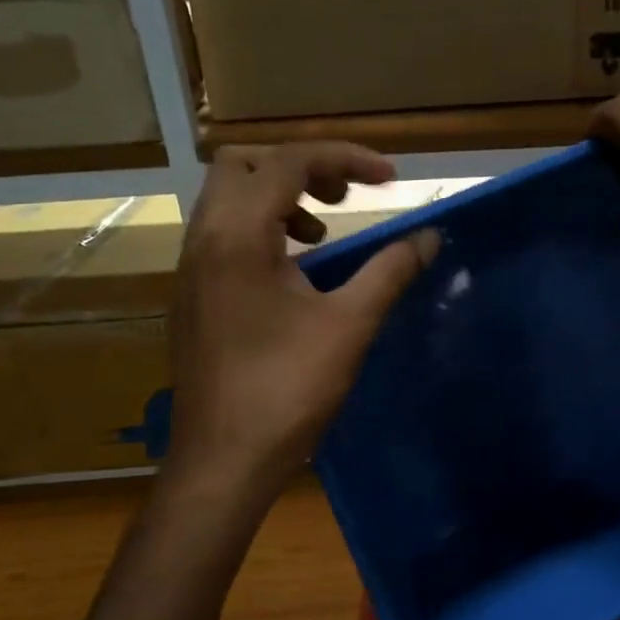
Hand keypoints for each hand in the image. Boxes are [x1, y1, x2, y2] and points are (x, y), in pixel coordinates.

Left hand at [165, 143, 435, 495]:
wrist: (224, 460)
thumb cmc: (287, 390)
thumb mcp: (349, 325)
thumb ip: (390, 271)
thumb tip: (429, 237)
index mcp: (237, 235)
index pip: (288, 161)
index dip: (346, 158)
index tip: (392, 179)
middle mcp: (203, 240)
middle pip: (242, 164)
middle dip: (299, 167)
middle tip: (345, 197)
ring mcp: (190, 270)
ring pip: (226, 200)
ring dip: (277, 199)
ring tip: (322, 235)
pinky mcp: (191, 298)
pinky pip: (221, 236)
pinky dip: (260, 231)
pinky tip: (294, 276)